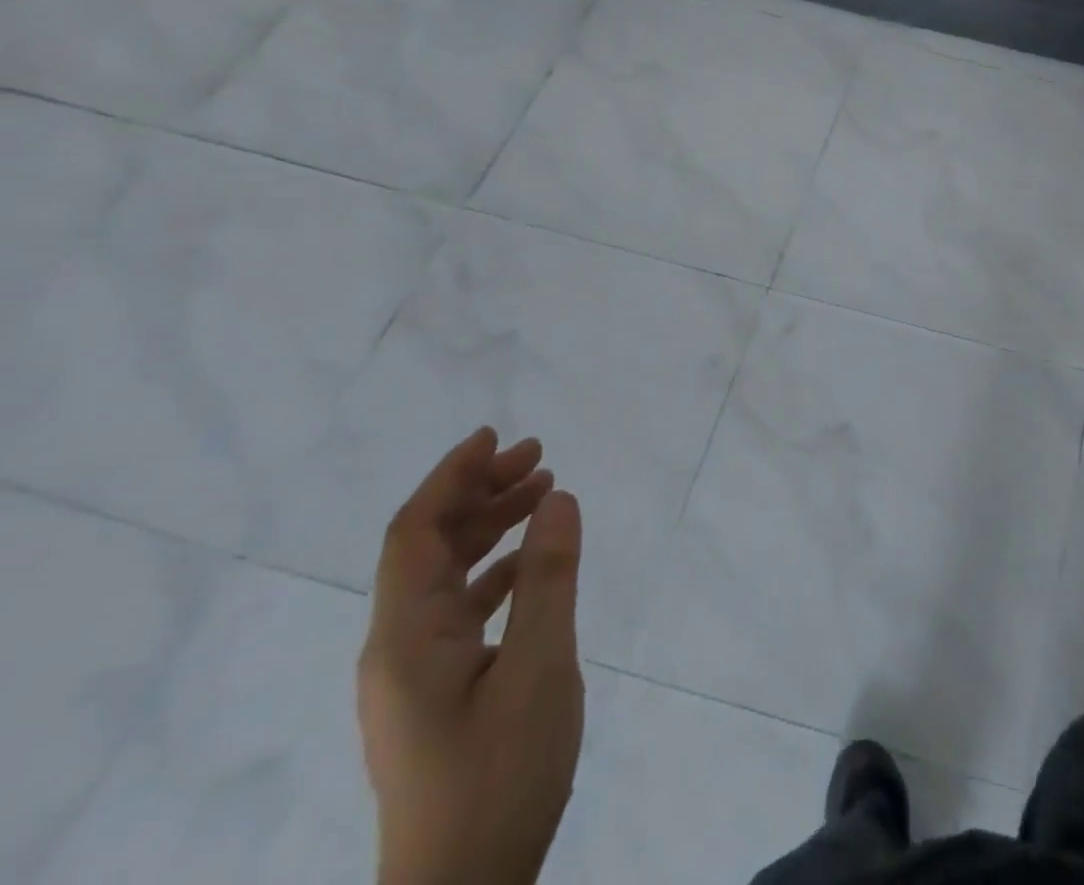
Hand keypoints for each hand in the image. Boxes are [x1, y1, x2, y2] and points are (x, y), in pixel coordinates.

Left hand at [357, 427, 585, 884]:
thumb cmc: (498, 775)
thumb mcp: (539, 667)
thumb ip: (548, 577)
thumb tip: (557, 498)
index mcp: (406, 637)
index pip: (414, 533)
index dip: (450, 477)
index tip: (495, 436)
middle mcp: (398, 647)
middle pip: (429, 547)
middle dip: (479, 493)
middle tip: (539, 457)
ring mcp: (415, 674)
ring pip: (446, 576)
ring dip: (490, 528)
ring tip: (544, 493)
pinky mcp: (437, 693)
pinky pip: (461, 608)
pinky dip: (496, 570)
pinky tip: (533, 563)